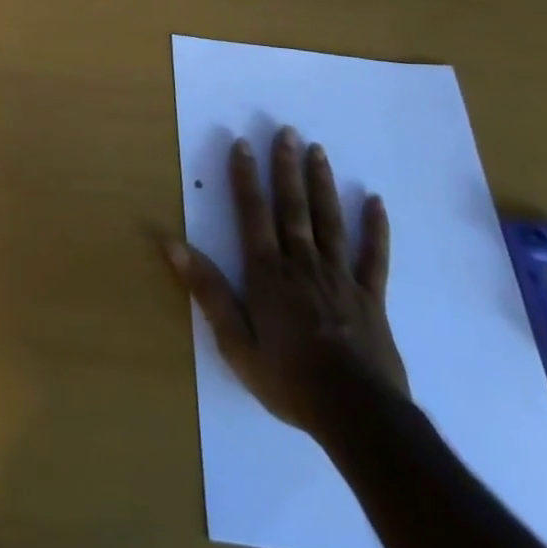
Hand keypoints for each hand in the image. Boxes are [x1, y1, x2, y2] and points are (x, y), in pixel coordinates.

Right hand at [165, 127, 408, 435]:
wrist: (359, 416)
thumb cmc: (290, 380)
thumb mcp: (235, 343)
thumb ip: (207, 290)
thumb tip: (171, 243)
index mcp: (268, 272)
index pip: (253, 213)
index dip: (245, 177)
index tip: (242, 143)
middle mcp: (302, 263)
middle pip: (292, 207)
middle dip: (286, 167)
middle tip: (286, 131)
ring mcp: (339, 277)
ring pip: (329, 220)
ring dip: (321, 184)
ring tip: (318, 150)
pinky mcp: (370, 296)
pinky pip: (373, 256)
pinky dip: (375, 228)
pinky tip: (375, 201)